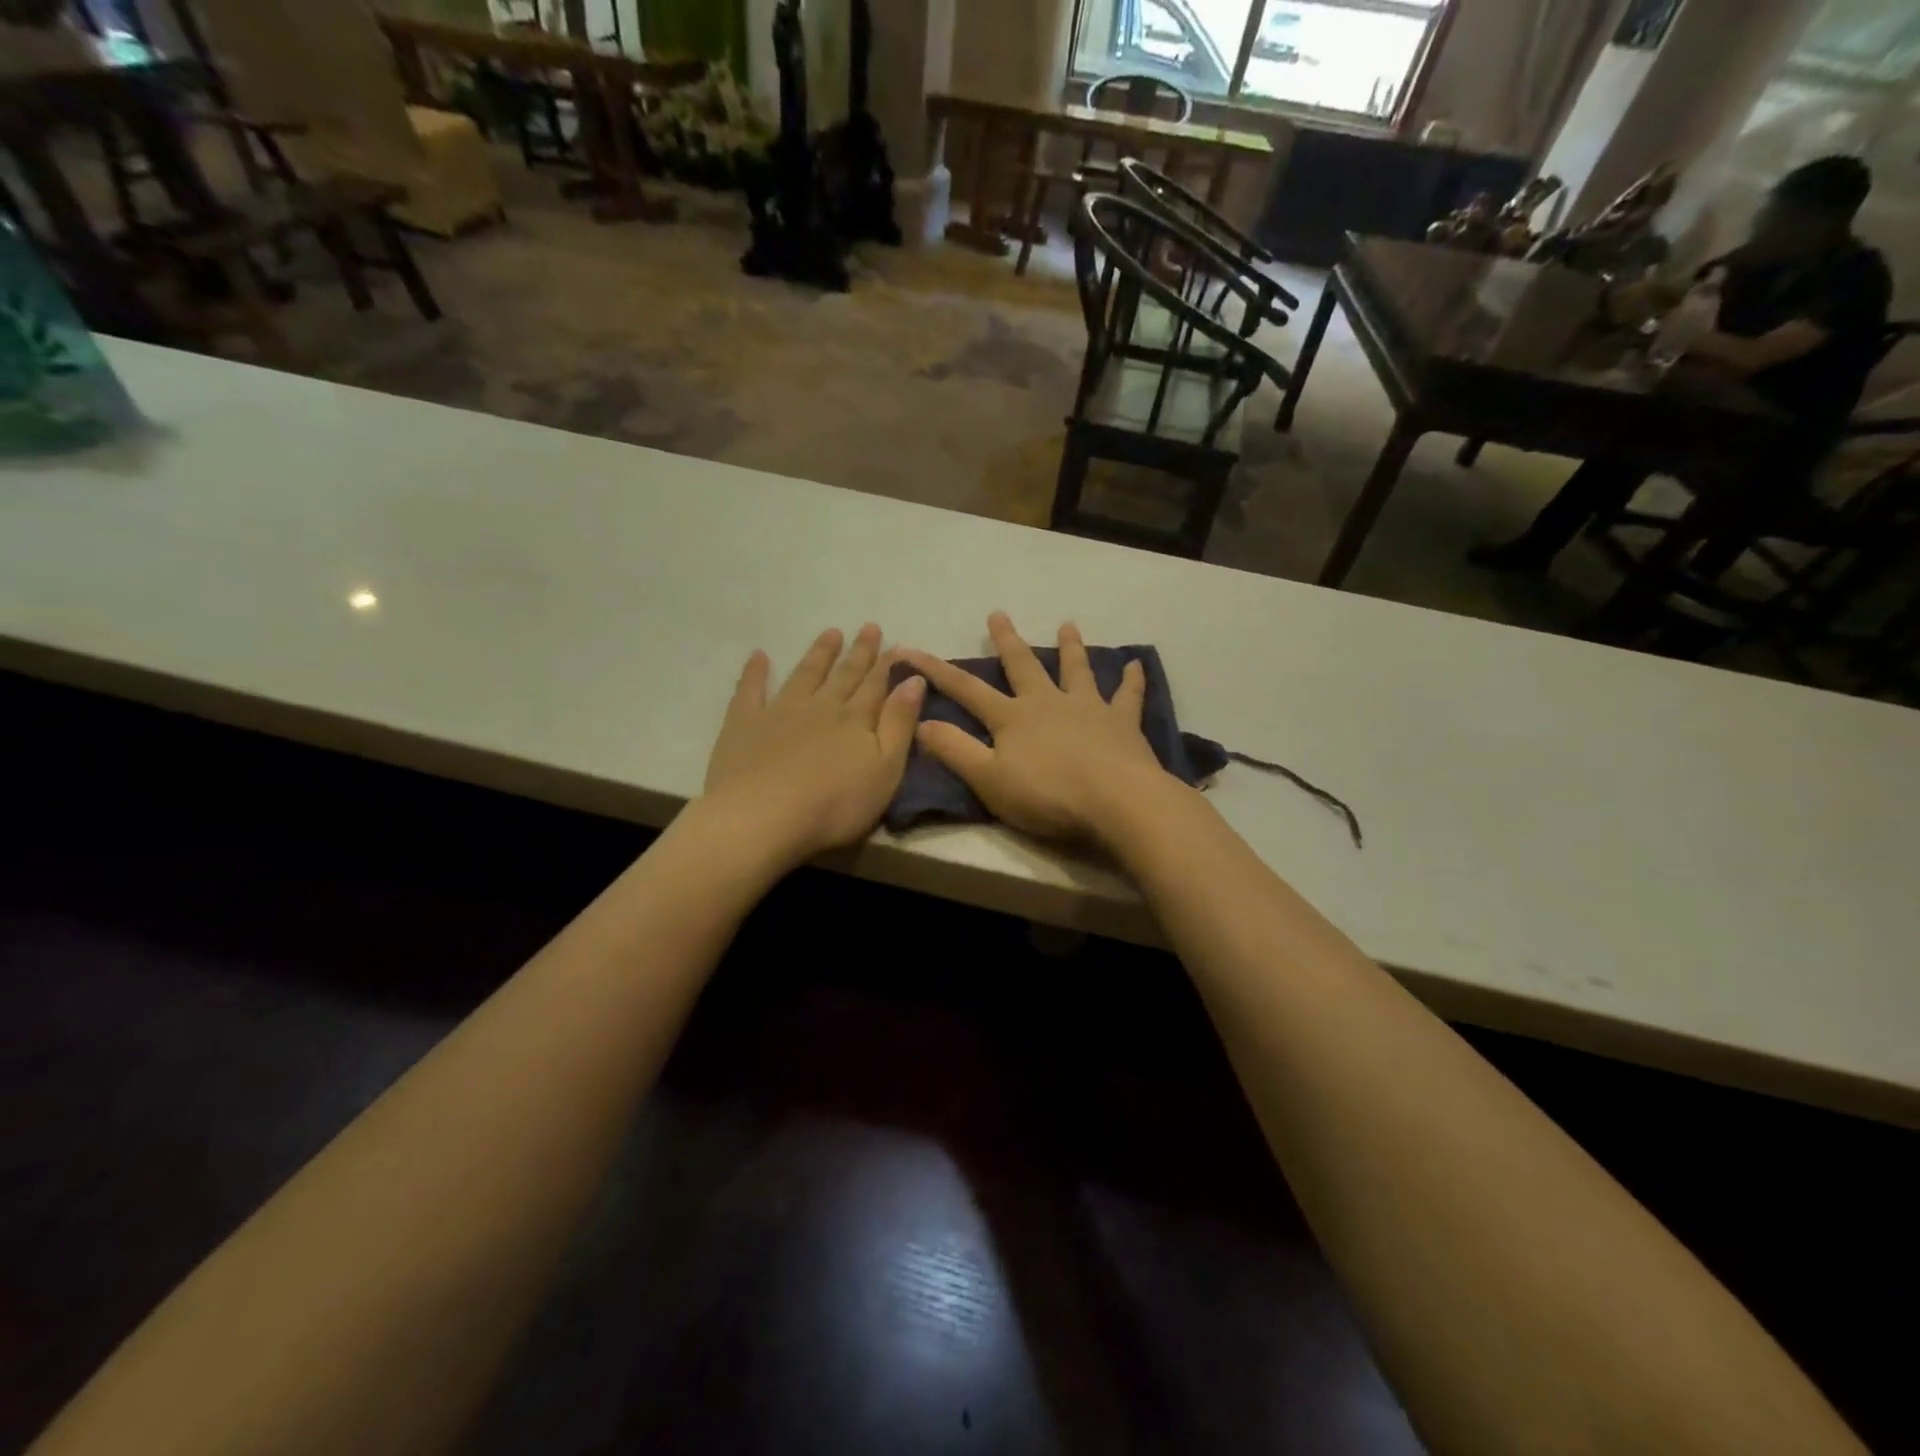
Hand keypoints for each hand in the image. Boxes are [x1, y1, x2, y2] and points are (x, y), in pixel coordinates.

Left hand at [702, 624, 924, 865]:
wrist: (764, 817)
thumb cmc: (835, 804)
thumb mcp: (885, 770)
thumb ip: (900, 724)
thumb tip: (915, 681)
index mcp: (856, 720)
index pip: (876, 686)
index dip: (888, 666)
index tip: (897, 645)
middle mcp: (821, 707)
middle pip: (844, 675)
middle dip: (859, 653)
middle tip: (869, 627)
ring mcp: (781, 712)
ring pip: (805, 675)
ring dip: (819, 654)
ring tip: (831, 633)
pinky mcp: (745, 724)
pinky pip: (751, 690)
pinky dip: (755, 672)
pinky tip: (759, 656)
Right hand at [900, 614, 1169, 843]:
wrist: (1116, 801)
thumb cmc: (1047, 794)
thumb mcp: (988, 779)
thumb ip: (954, 750)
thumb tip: (920, 721)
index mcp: (1013, 718)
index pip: (966, 689)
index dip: (936, 670)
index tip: (909, 650)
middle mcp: (1048, 702)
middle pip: (1023, 666)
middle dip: (1007, 641)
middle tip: (999, 614)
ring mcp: (1088, 708)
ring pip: (1076, 670)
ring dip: (1071, 647)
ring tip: (1068, 625)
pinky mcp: (1122, 722)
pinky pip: (1128, 695)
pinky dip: (1132, 680)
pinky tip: (1137, 665)